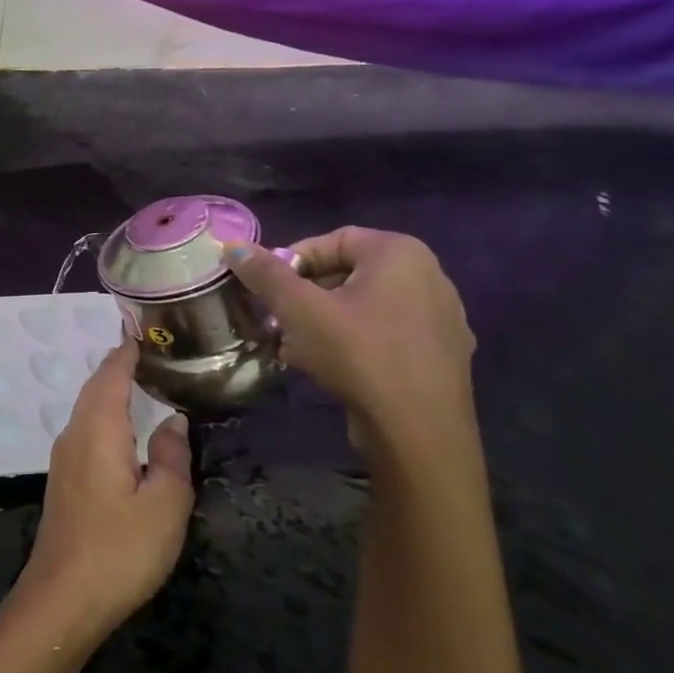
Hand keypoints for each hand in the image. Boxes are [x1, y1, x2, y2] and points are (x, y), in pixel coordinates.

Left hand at [16, 339, 192, 640]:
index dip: (128, 352)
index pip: (111, 374)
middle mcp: (74, 434)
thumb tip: (173, 422)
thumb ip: (172, 458)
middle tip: (157, 355)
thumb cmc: (119, 549)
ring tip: (147, 385)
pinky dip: (107, 417)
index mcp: (97, 429)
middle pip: (96, 387)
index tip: (149, 331)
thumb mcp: (164, 505)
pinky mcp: (65, 480)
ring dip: (113, 393)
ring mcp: (65, 458)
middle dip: (122, 368)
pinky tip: (127, 431)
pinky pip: (87, 431)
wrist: (63, 598)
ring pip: (89, 410)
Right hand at [225, 228, 477, 464]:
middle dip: (304, 296)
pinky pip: (385, 334)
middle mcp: (429, 276)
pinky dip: (352, 342)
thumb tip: (232, 246)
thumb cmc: (358, 354)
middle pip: (347, 273)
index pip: (331, 240)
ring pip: (364, 306)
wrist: (418, 432)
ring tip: (292, 348)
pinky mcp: (441, 355)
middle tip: (275, 321)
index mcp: (400, 253)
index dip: (291, 262)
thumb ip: (266, 273)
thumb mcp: (299, 309)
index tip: (266, 291)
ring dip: (323, 321)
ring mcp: (441, 318)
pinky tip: (326, 367)